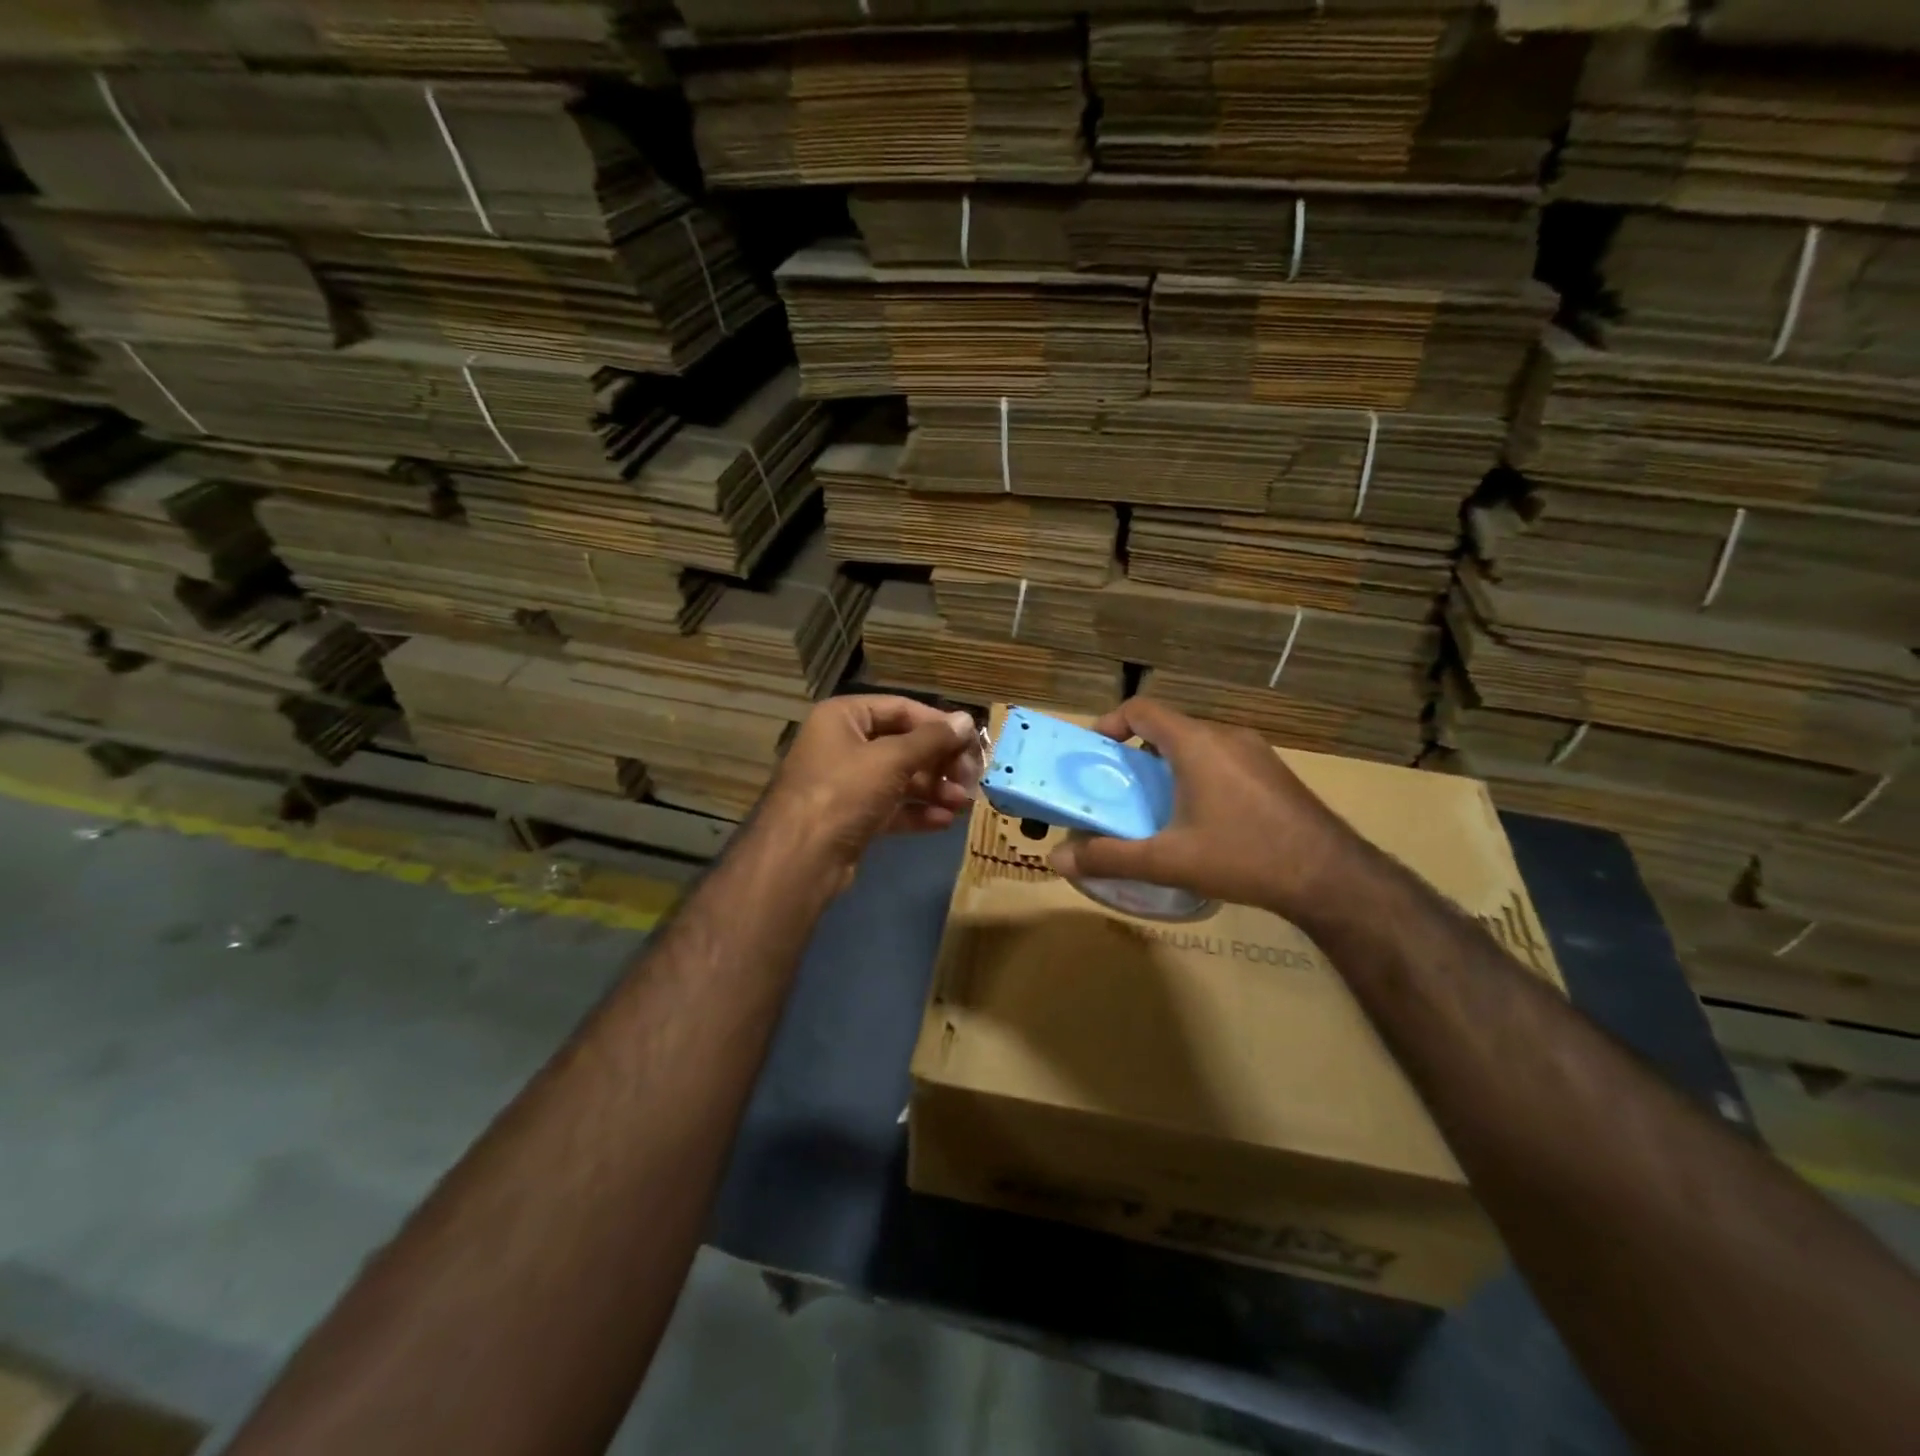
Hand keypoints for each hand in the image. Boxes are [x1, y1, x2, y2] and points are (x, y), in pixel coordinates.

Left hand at [756, 695, 982, 892]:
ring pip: (899, 778)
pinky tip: (943, 821)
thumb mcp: (892, 759)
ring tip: (962, 803)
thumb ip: (932, 740)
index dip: (938, 724)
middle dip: (939, 762)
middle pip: (902, 745)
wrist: (800, 859)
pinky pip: (890, 807)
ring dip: (933, 788)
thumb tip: (966, 720)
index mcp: (843, 717)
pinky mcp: (850, 817)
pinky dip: (917, 812)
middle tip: (971, 778)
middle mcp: (841, 744)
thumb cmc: (844, 792)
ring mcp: (845, 783)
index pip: (900, 708)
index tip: (971, 742)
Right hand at [1048, 697, 1359, 918]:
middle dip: (1135, 753)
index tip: (1093, 753)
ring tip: (1155, 806)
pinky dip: (1198, 774)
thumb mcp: (1169, 861)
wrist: (1330, 875)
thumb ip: (1110, 858)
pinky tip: (1202, 818)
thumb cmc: (1244, 856)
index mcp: (1197, 743)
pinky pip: (1222, 759)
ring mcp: (1255, 752)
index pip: (1142, 709)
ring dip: (1167, 766)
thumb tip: (1057, 861)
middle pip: (1167, 727)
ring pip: (1197, 744)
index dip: (1110, 723)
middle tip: (1118, 789)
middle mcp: (1226, 735)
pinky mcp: (1274, 772)